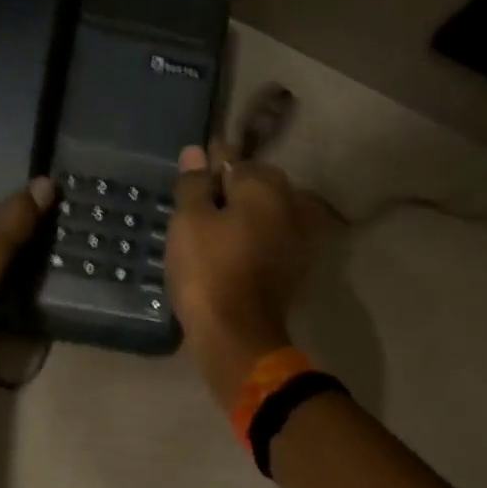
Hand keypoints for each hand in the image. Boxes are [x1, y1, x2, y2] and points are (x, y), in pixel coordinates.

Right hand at [166, 143, 322, 406]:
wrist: (237, 335)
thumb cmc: (207, 272)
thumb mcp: (188, 223)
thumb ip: (193, 185)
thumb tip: (196, 153)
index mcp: (264, 186)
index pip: (232, 159)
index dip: (210, 163)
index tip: (194, 171)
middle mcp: (290, 203)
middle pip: (256, 184)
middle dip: (232, 188)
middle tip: (200, 204)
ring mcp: (298, 236)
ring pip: (267, 212)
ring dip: (245, 214)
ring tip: (216, 229)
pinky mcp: (296, 266)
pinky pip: (272, 238)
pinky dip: (255, 238)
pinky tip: (235, 250)